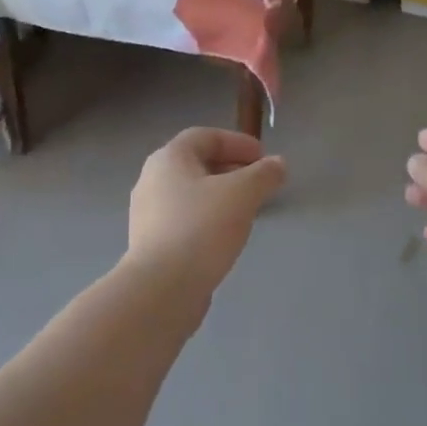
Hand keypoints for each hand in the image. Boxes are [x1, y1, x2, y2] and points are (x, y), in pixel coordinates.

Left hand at [127, 128, 286, 298]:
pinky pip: (184, 219)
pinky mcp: (151, 243)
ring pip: (191, 193)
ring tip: (247, 210)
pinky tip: (226, 236)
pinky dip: (208, 218)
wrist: (161, 289)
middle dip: (231, 169)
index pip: (205, 136)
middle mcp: (152, 179)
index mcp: (168, 158)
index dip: (237, 142)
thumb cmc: (201, 228)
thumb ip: (263, 175)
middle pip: (196, 163)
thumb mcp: (241, 194)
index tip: (263, 157)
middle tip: (259, 182)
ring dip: (220, 195)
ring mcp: (148, 213)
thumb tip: (278, 164)